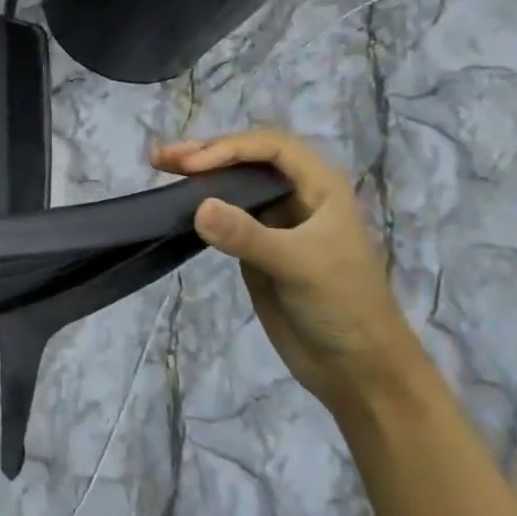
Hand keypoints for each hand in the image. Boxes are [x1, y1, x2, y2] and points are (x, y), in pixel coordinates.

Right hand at [153, 129, 429, 415]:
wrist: (356, 367)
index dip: (229, 148)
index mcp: (321, 188)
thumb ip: (247, 236)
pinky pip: (224, 217)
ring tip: (159, 169)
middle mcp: (298, 197)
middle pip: (248, 160)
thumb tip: (197, 207)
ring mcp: (275, 223)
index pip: (271, 148)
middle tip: (160, 158)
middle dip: (205, 153)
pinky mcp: (256, 249)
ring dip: (197, 176)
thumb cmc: (343, 306)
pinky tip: (177, 206)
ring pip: (233, 185)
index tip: (190, 166)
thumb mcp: (298, 266)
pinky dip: (199, 206)